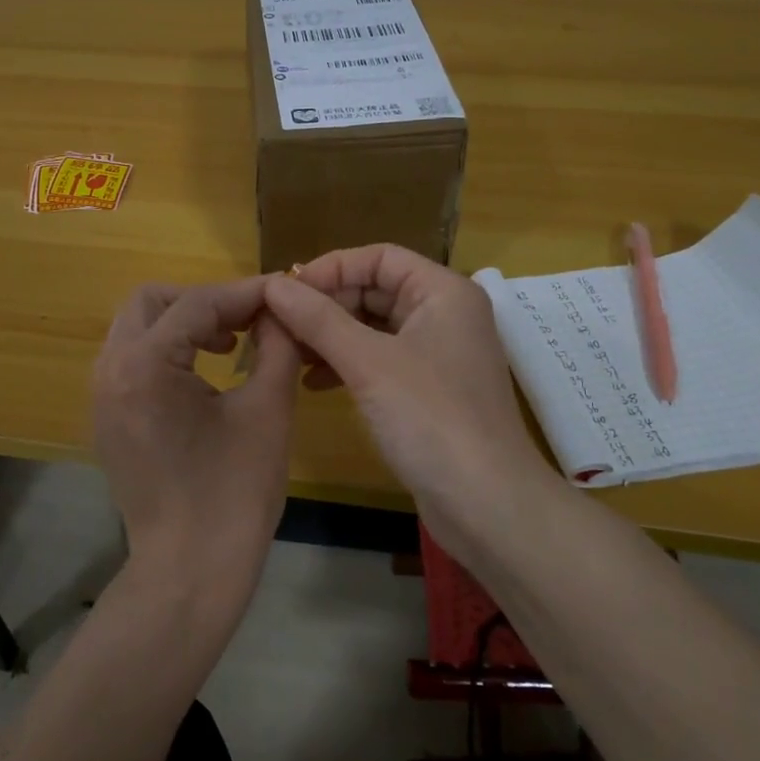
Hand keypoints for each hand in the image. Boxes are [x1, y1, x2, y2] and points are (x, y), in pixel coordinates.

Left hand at [91, 278, 302, 594]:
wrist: (189, 572)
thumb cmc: (235, 494)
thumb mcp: (268, 410)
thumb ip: (277, 345)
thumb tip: (282, 309)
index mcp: (144, 365)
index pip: (197, 303)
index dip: (245, 293)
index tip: (284, 292)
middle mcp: (109, 371)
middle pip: (151, 302)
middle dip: (203, 301)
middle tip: (248, 320)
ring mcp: (101, 396)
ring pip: (136, 328)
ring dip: (182, 323)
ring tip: (230, 343)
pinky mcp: (107, 419)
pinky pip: (131, 360)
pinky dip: (165, 350)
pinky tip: (204, 373)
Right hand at [262, 246, 549, 545]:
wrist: (486, 503)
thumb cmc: (430, 418)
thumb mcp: (368, 362)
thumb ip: (318, 319)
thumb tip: (273, 286)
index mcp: (443, 292)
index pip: (379, 257)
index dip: (331, 267)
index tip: (287, 291)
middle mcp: (445, 314)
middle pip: (376, 289)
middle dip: (327, 304)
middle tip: (280, 324)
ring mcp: (439, 354)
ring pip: (375, 327)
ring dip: (332, 335)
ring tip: (290, 353)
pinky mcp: (429, 390)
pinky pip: (380, 360)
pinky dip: (347, 364)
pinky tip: (314, 383)